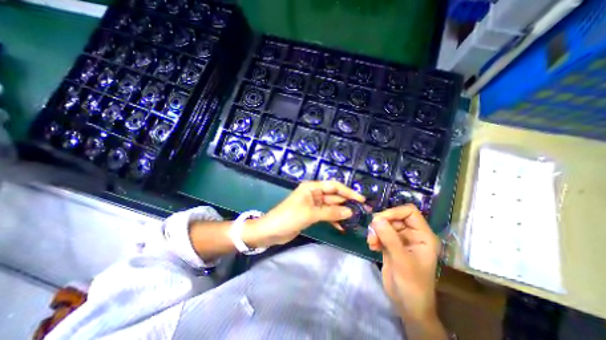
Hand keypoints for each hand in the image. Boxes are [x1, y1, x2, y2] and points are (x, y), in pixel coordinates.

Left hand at [243, 179, 363, 247]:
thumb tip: (350, 212)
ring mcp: (313, 204)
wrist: (271, 231)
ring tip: (355, 219)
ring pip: (331, 206)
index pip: (334, 186)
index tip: (361, 199)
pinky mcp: (312, 214)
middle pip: (334, 196)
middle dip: (347, 203)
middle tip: (362, 211)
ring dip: (341, 212)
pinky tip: (342, 226)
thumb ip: (331, 212)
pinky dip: (333, 219)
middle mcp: (314, 193)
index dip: (348, 192)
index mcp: (312, 187)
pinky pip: (326, 215)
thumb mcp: (311, 213)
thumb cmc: (289, 217)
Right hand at [364, 205, 440, 320]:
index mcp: (422, 235)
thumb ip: (389, 238)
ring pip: (385, 225)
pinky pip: (380, 233)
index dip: (395, 212)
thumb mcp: (402, 261)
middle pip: (394, 217)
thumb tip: (376, 218)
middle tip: (372, 233)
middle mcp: (411, 234)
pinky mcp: (390, 245)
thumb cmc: (413, 285)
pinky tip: (372, 247)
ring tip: (371, 242)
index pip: (409, 212)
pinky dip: (374, 237)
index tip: (380, 219)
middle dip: (382, 223)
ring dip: (376, 231)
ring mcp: (400, 240)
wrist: (408, 306)